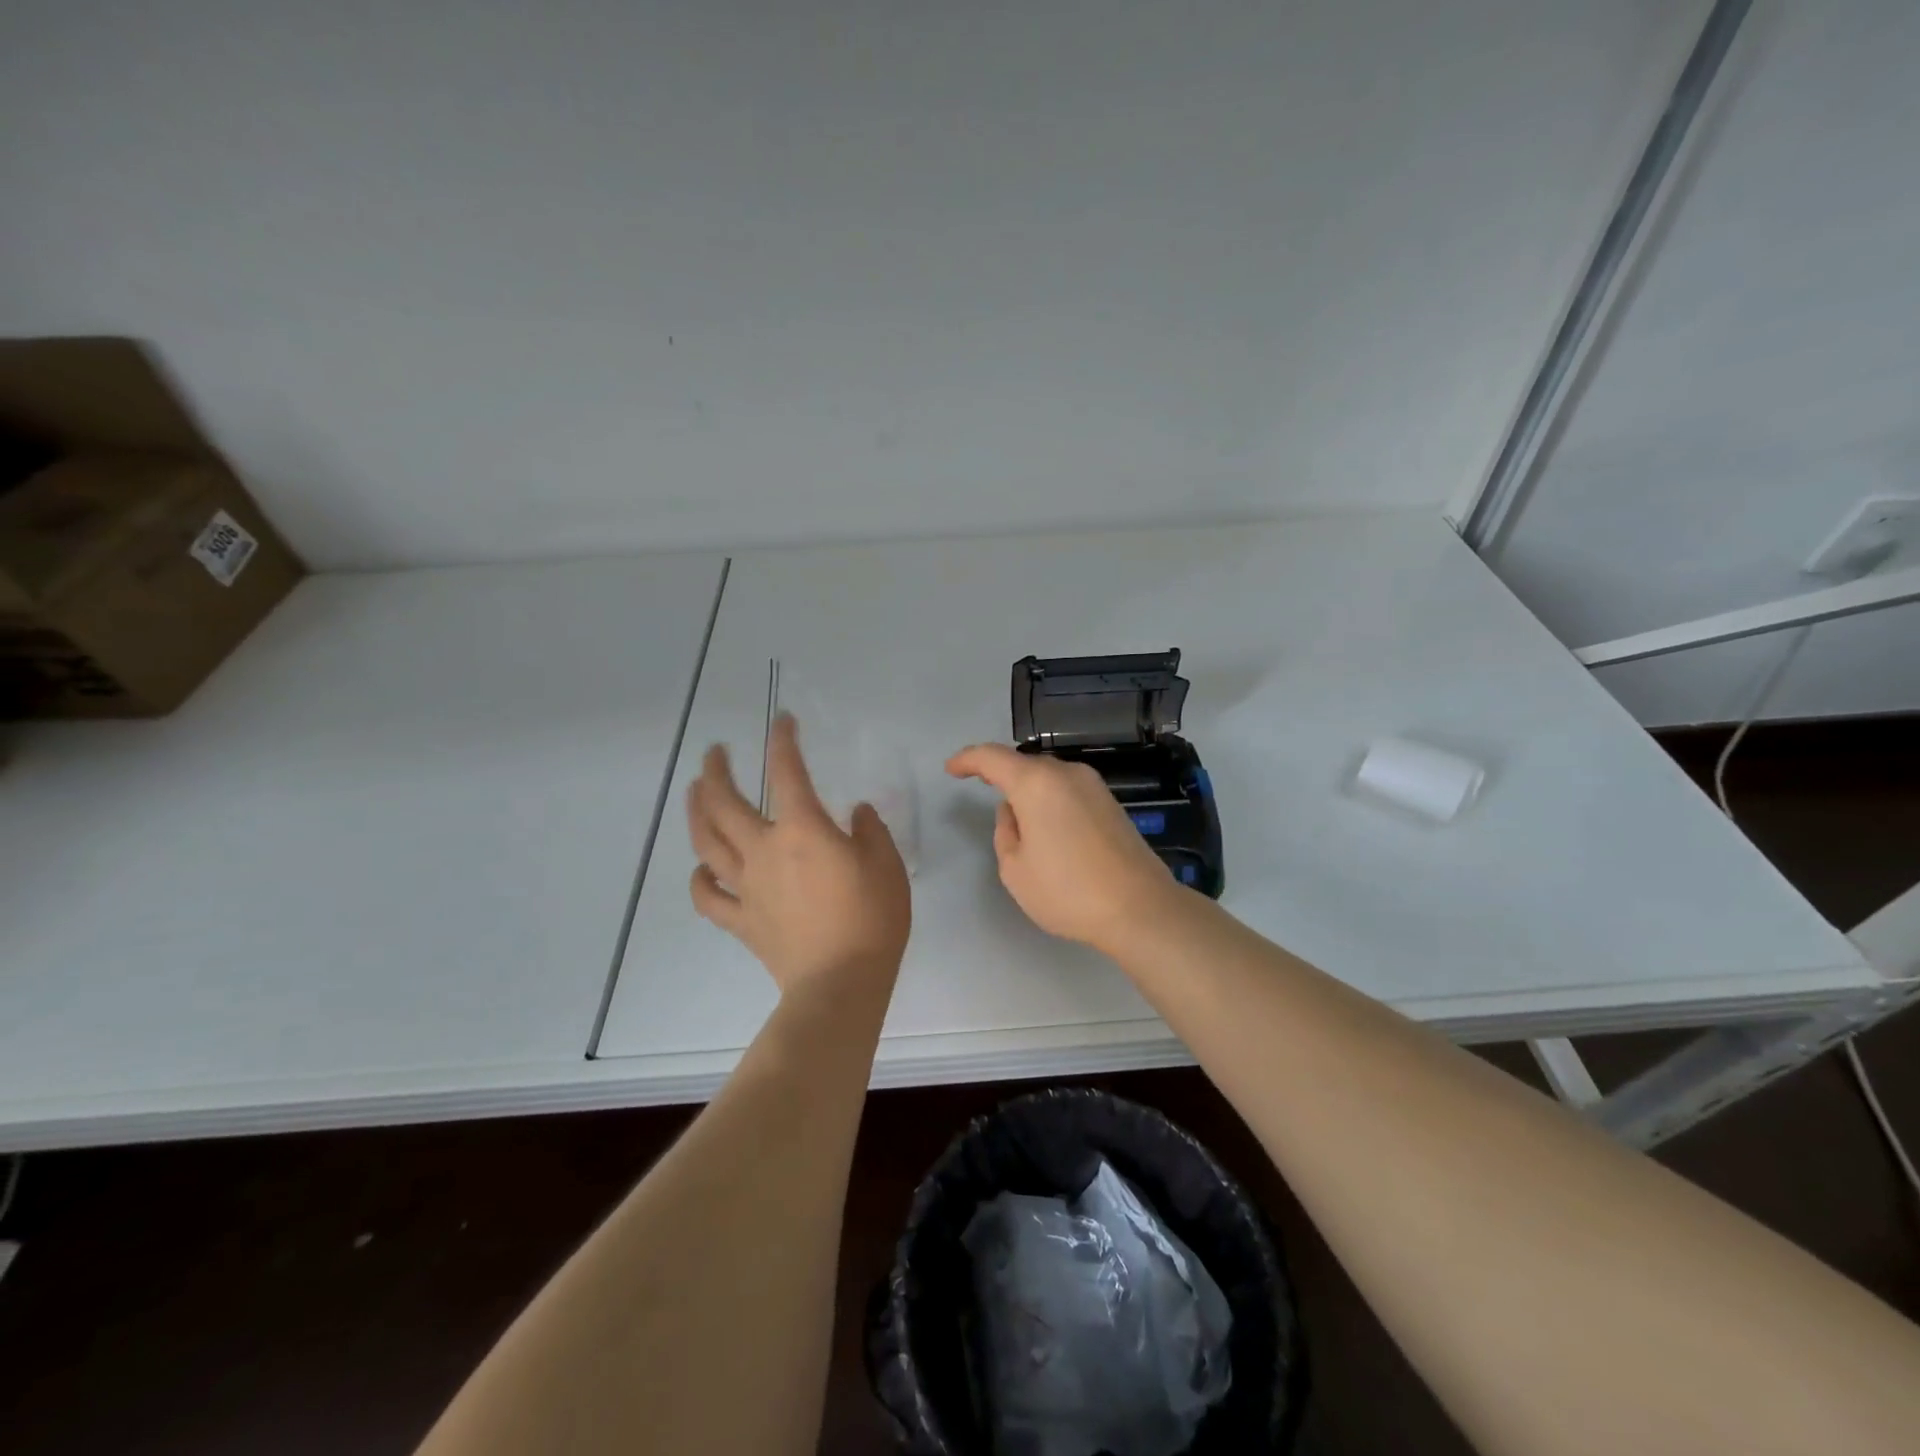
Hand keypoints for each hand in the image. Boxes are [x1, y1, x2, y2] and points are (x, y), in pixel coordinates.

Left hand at [687, 713, 910, 997]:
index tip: (782, 721)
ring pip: (706, 842)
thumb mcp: (887, 865)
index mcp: (802, 830)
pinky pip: (709, 896)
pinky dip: (700, 878)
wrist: (841, 983)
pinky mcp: (741, 920)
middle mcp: (764, 850)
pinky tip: (702, 867)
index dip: (783, 741)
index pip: (787, 772)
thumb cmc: (872, 919)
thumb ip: (870, 831)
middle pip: (725, 803)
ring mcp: (746, 886)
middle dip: (716, 770)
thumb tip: (855, 812)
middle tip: (715, 752)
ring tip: (694, 791)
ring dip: (696, 811)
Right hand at [945, 743, 1181, 952]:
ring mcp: (1093, 786)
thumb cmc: (1068, 891)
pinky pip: (1067, 790)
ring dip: (1027, 787)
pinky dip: (1049, 798)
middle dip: (999, 772)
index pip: (992, 758)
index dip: (967, 760)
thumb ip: (1005, 832)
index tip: (951, 769)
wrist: (1139, 908)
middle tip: (979, 784)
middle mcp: (1066, 773)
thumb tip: (1014, 812)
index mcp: (1036, 783)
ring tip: (1014, 813)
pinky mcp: (1110, 803)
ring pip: (1048, 776)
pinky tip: (1047, 824)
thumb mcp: (1015, 869)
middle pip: (1023, 764)